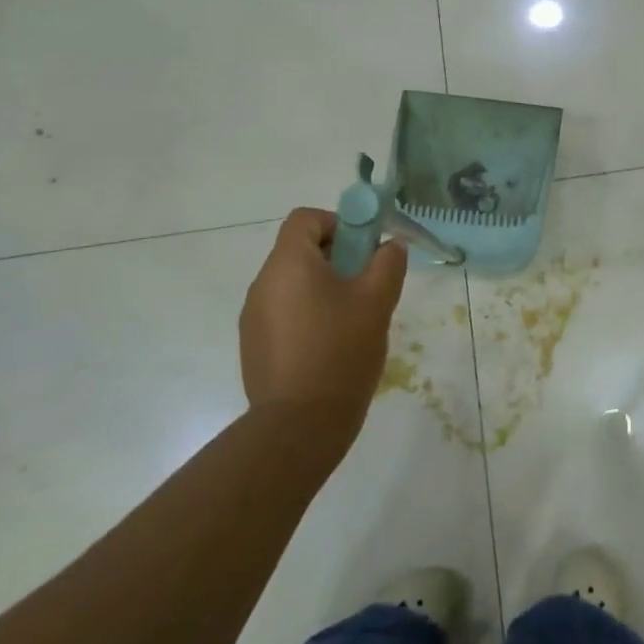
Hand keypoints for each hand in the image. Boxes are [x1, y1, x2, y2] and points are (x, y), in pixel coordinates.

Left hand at [239, 208, 407, 465]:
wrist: (300, 424)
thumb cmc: (341, 351)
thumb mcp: (377, 301)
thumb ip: (388, 263)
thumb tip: (390, 245)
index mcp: (288, 264)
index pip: (305, 218)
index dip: (339, 223)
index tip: (364, 250)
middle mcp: (263, 284)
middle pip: (300, 251)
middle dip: (337, 259)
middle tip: (367, 288)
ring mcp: (254, 317)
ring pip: (293, 285)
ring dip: (323, 290)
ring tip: (353, 323)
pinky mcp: (254, 346)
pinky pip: (285, 315)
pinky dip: (308, 317)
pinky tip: (331, 349)